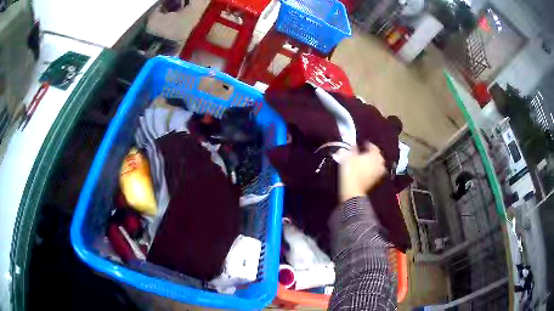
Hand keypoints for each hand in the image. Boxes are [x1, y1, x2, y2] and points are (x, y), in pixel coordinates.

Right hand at [339, 142, 386, 202]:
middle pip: (378, 157)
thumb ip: (352, 149)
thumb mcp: (348, 157)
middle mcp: (379, 164)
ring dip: (374, 163)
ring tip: (367, 163)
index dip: (369, 145)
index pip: (374, 147)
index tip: (364, 144)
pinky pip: (376, 173)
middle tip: (366, 153)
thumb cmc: (351, 171)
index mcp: (374, 155)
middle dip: (373, 154)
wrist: (353, 190)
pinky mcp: (376, 182)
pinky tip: (367, 172)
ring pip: (378, 166)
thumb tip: (352, 143)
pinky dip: (373, 171)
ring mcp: (379, 174)